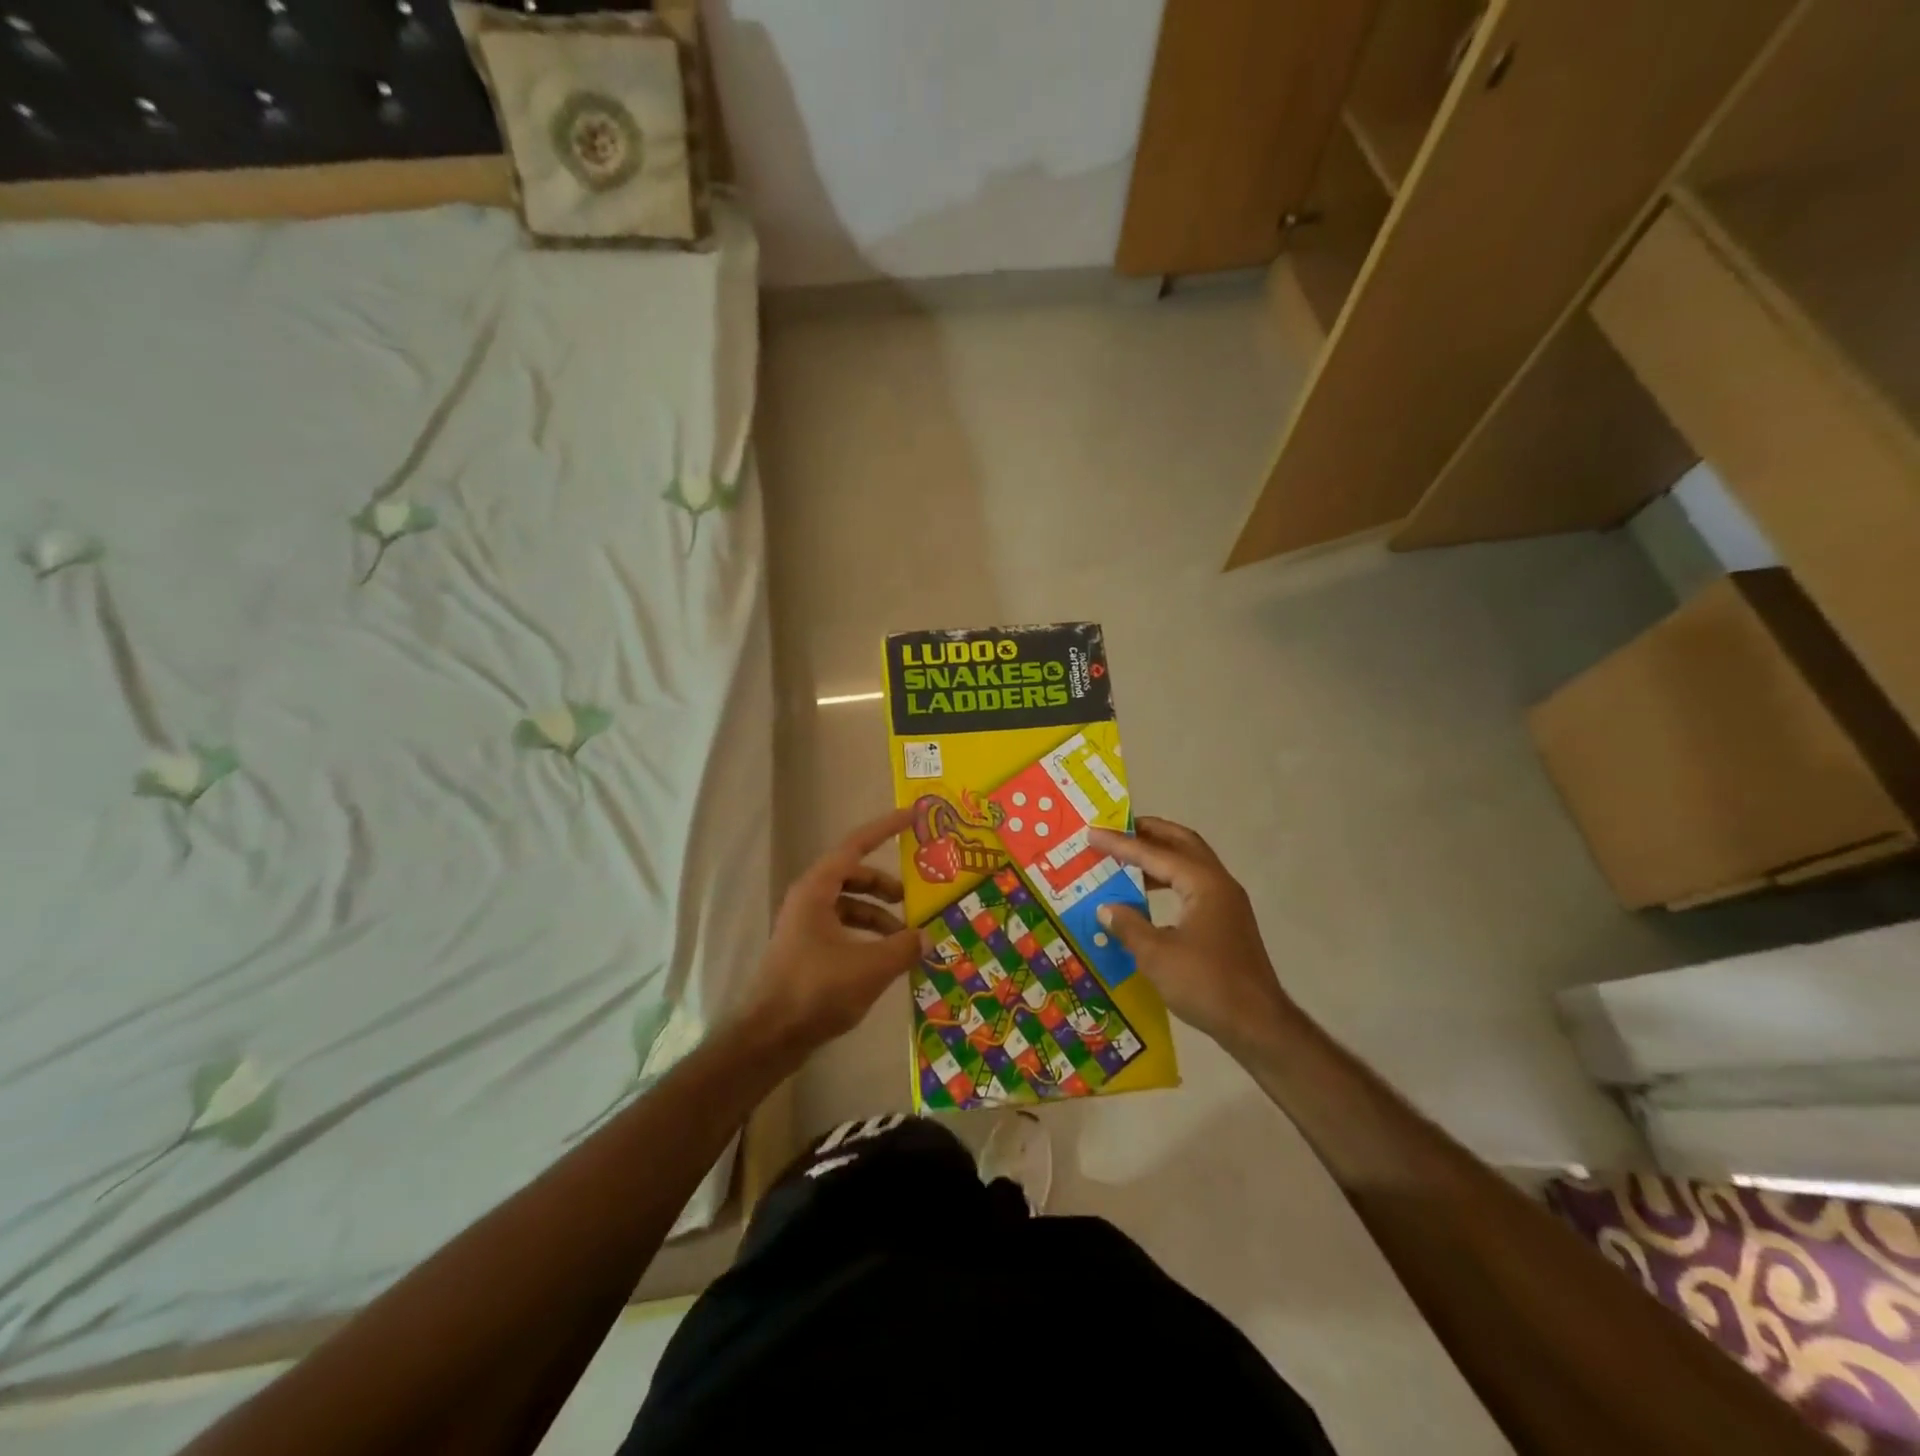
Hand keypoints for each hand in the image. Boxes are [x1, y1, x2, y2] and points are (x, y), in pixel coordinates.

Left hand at [740, 807, 922, 1049]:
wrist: (769, 1037)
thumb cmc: (816, 991)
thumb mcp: (870, 967)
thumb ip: (904, 947)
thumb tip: (927, 936)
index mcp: (818, 890)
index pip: (856, 845)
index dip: (886, 828)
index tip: (913, 815)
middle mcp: (809, 899)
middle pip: (854, 876)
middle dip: (886, 885)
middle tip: (915, 899)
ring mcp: (805, 926)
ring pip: (850, 906)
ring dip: (879, 916)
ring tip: (907, 940)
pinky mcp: (806, 951)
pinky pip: (843, 929)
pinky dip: (866, 936)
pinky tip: (886, 960)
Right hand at [1087, 817, 1298, 1057]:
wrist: (1258, 1025)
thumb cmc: (1206, 984)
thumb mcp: (1156, 955)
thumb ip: (1128, 926)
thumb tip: (1106, 908)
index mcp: (1203, 884)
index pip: (1155, 853)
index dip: (1121, 843)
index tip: (1092, 833)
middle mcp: (1219, 884)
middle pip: (1182, 843)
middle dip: (1149, 833)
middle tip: (1117, 830)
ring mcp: (1227, 903)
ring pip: (1190, 863)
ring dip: (1159, 856)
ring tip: (1126, 860)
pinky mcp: (1227, 922)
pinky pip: (1193, 885)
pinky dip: (1169, 879)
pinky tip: (1147, 897)